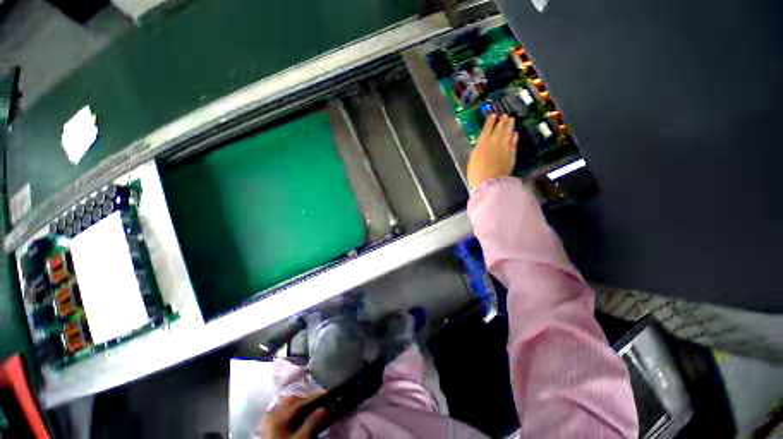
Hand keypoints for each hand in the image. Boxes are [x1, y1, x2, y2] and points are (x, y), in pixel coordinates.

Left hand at [262, 393, 326, 438]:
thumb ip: (311, 423)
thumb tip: (323, 409)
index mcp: (276, 415)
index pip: (298, 401)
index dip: (313, 397)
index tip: (325, 394)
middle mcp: (272, 414)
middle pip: (293, 401)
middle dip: (307, 401)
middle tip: (321, 402)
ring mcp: (271, 421)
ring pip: (289, 407)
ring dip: (302, 407)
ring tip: (315, 408)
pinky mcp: (272, 428)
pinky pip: (286, 414)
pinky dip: (296, 413)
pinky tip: (304, 417)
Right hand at [467, 113, 517, 188]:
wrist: (489, 183)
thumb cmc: (476, 173)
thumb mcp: (472, 159)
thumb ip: (478, 149)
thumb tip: (482, 144)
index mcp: (482, 143)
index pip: (487, 129)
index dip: (490, 121)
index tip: (493, 115)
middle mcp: (495, 142)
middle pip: (499, 129)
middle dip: (502, 121)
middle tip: (504, 115)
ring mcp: (505, 148)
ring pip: (508, 133)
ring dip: (509, 126)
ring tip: (511, 120)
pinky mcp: (512, 154)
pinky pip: (514, 143)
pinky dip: (514, 137)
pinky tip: (515, 134)